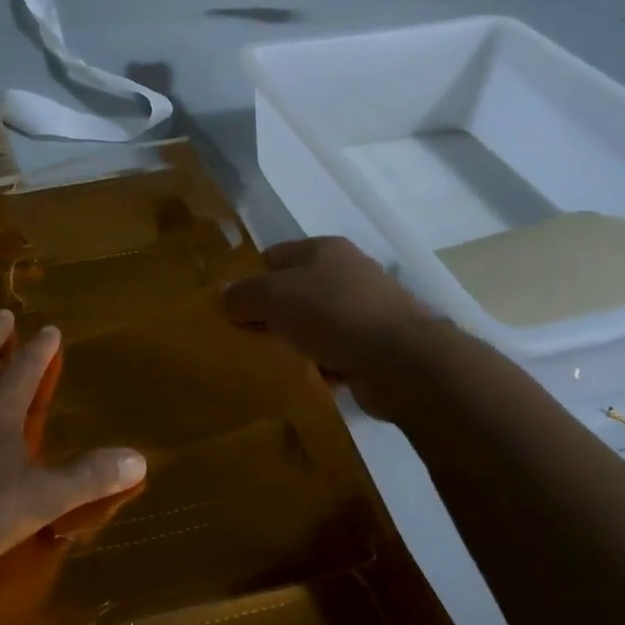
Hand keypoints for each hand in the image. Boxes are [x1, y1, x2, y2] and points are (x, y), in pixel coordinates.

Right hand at [222, 237, 436, 417]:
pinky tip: (312, 376)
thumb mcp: (273, 297)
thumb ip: (242, 294)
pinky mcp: (379, 343)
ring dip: (299, 340)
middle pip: (296, 289)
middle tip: (251, 337)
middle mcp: (348, 272)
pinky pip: (338, 350)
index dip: (251, 279)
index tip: (234, 309)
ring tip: (279, 359)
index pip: (274, 256)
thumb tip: (223, 296)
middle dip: (273, 313)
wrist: (401, 360)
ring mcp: (367, 308)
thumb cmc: (331, 313)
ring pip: (317, 322)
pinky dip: (324, 363)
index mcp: (324, 248)